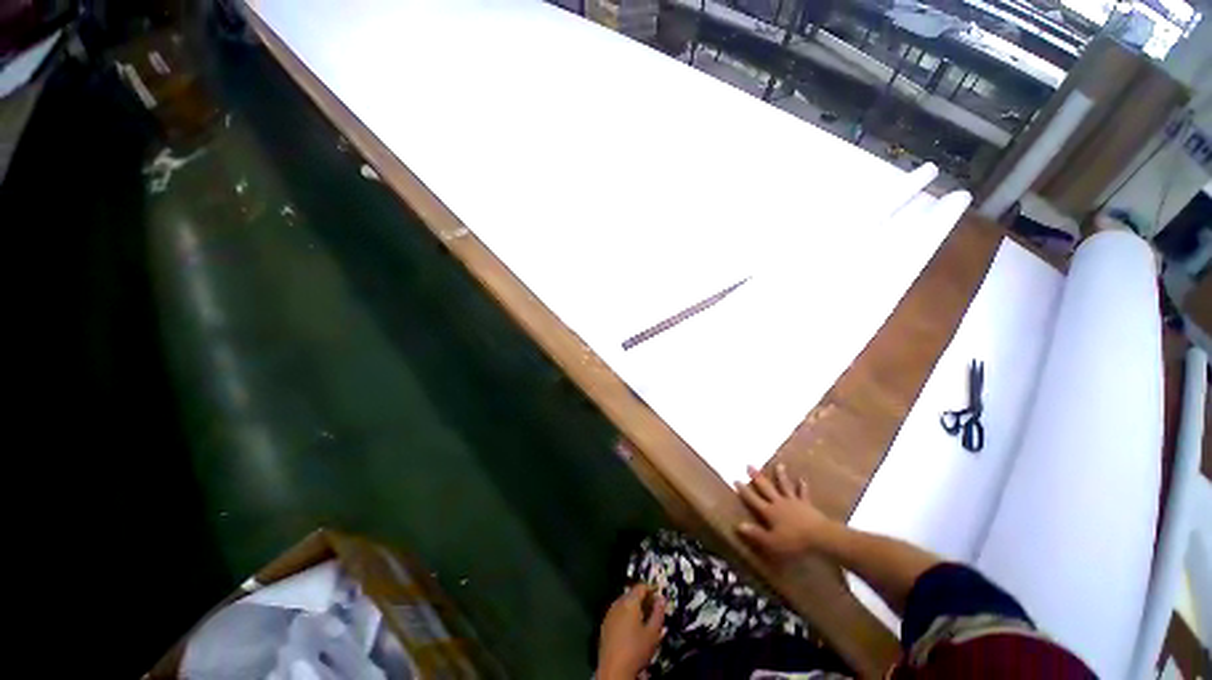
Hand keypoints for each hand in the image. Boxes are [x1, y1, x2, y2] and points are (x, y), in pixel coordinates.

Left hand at [597, 584, 665, 679]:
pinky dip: (626, 615)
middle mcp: (618, 603)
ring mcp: (609, 613)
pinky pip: (617, 613)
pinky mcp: (604, 624)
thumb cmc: (635, 650)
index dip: (652, 589)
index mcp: (629, 601)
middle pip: (632, 594)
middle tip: (653, 610)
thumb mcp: (653, 633)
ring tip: (644, 620)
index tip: (659, 597)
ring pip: (624, 603)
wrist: (613, 670)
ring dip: (634, 607)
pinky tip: (631, 629)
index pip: (641, 587)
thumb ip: (658, 613)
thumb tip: (662, 599)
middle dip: (643, 599)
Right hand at [736, 464, 832, 558]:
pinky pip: (803, 493)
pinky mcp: (806, 504)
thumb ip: (756, 534)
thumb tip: (738, 525)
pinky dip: (802, 486)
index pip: (753, 499)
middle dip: (757, 477)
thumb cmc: (794, 541)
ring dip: (781, 476)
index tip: (736, 479)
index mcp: (769, 511)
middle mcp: (779, 503)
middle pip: (766, 488)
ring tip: (778, 465)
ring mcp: (793, 502)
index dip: (744, 490)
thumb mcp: (772, 542)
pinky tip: (802, 480)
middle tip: (749, 465)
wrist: (820, 536)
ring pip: (784, 486)